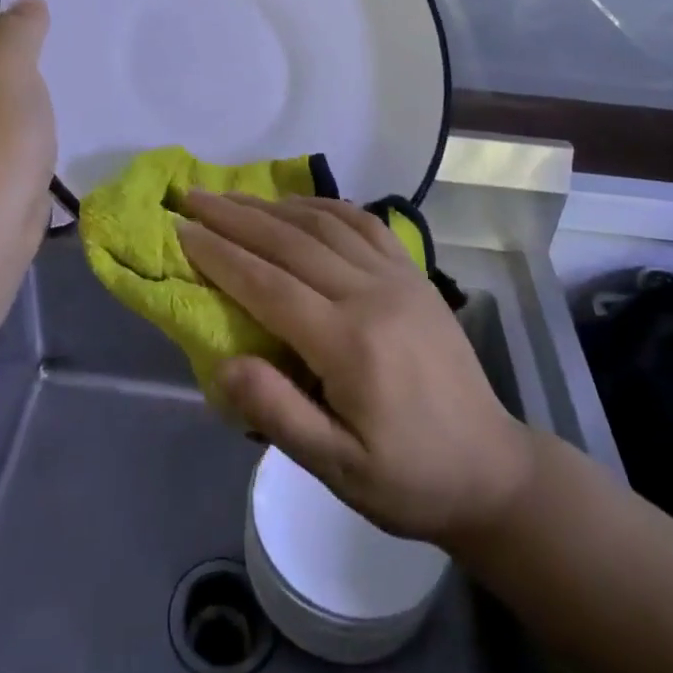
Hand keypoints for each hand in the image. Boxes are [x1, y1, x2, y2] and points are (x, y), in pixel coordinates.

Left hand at [0, 0, 55, 255]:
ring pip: (10, 100)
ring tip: (75, 92)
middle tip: (75, 57)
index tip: (61, 26)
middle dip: (34, 62)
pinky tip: (61, 133)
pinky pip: (17, 134)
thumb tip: (28, 1)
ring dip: (37, 99)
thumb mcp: (8, 63)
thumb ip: (20, 27)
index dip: (21, 21)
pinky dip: (37, 132)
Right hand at [178, 191, 533, 547]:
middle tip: (192, 196)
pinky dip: (324, 205)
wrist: (491, 469)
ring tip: (231, 195)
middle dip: (234, 217)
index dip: (219, 254)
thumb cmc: (407, 478)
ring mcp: (398, 277)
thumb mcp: (338, 470)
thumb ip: (278, 414)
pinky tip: (297, 203)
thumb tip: (224, 364)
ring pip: (324, 224)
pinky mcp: (414, 274)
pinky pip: (363, 223)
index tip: (180, 229)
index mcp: (350, 343)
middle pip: (290, 242)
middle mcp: (372, 295)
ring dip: (272, 205)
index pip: (268, 285)